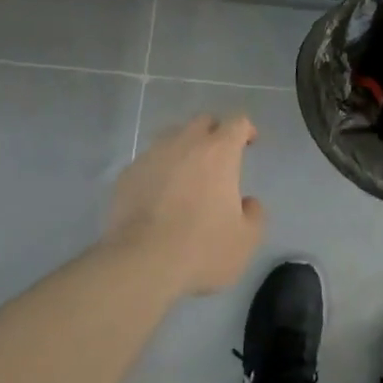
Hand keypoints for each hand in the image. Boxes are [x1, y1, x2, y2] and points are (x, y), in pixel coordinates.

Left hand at [105, 114, 266, 295]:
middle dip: (214, 132)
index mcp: (219, 152)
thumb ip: (254, 215)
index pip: (237, 122)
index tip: (249, 142)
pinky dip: (158, 170)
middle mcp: (186, 142)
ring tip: (186, 175)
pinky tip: (158, 195)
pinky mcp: (128, 172)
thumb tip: (248, 203)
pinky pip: (149, 161)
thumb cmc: (202, 247)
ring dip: (184, 148)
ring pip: (172, 136)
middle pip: (203, 121)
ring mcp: (153, 154)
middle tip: (218, 157)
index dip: (246, 129)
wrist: (142, 261)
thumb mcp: (245, 240)